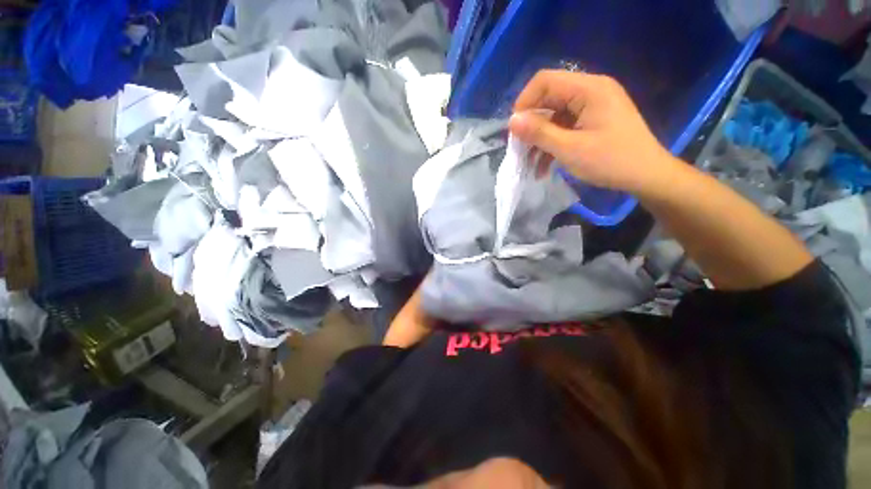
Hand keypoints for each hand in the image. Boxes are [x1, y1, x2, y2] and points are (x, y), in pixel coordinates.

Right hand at [508, 70, 677, 194]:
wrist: (647, 175)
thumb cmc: (610, 161)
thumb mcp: (569, 149)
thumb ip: (539, 133)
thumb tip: (512, 121)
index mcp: (589, 89)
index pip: (545, 81)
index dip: (524, 102)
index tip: (514, 129)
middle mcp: (590, 90)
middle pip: (549, 99)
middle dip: (531, 125)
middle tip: (519, 149)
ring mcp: (593, 106)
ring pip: (554, 116)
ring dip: (540, 139)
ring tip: (530, 164)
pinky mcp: (593, 120)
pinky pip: (565, 127)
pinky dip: (552, 143)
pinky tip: (544, 165)